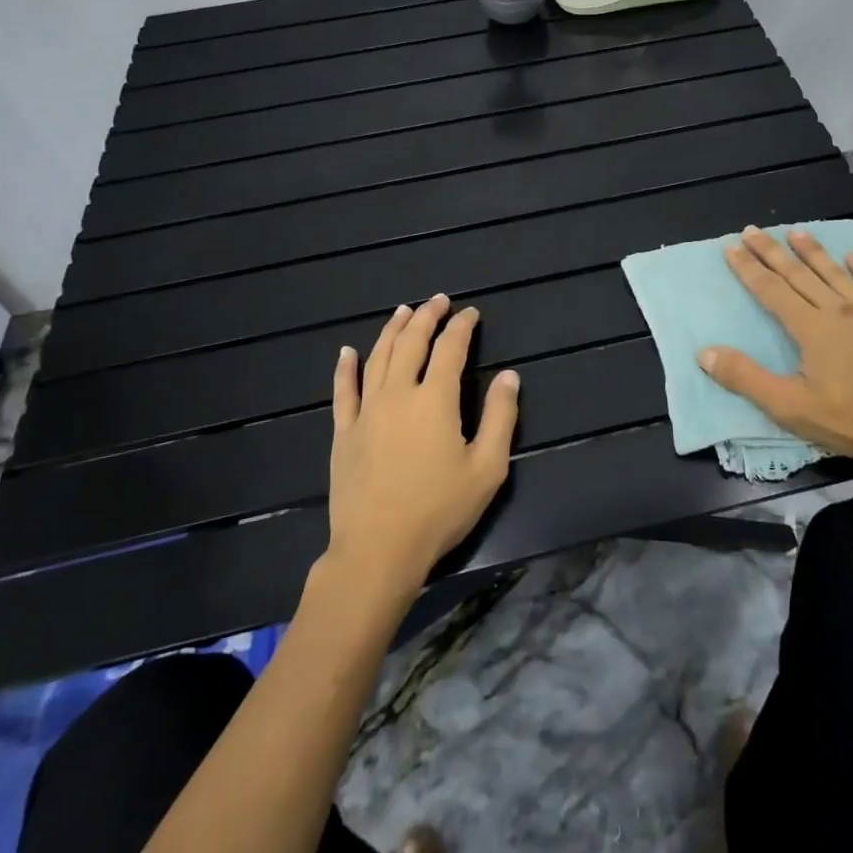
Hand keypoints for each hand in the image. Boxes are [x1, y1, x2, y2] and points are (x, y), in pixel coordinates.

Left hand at [326, 295, 518, 591]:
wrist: (377, 552)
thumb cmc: (439, 511)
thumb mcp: (487, 468)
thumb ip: (500, 417)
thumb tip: (509, 375)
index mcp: (435, 399)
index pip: (450, 348)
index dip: (462, 326)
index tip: (471, 313)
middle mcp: (398, 394)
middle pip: (411, 342)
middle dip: (426, 317)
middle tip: (438, 301)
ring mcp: (366, 411)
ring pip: (378, 357)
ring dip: (392, 330)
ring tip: (403, 311)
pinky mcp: (343, 433)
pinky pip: (343, 391)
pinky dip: (345, 368)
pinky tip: (346, 351)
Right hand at [699, 226, 852, 473]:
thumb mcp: (791, 407)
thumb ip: (746, 378)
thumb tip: (705, 353)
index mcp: (810, 329)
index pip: (771, 291)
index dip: (749, 268)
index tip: (731, 246)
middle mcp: (838, 311)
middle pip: (799, 275)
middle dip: (772, 252)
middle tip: (752, 230)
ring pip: (836, 274)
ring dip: (814, 252)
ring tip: (797, 232)